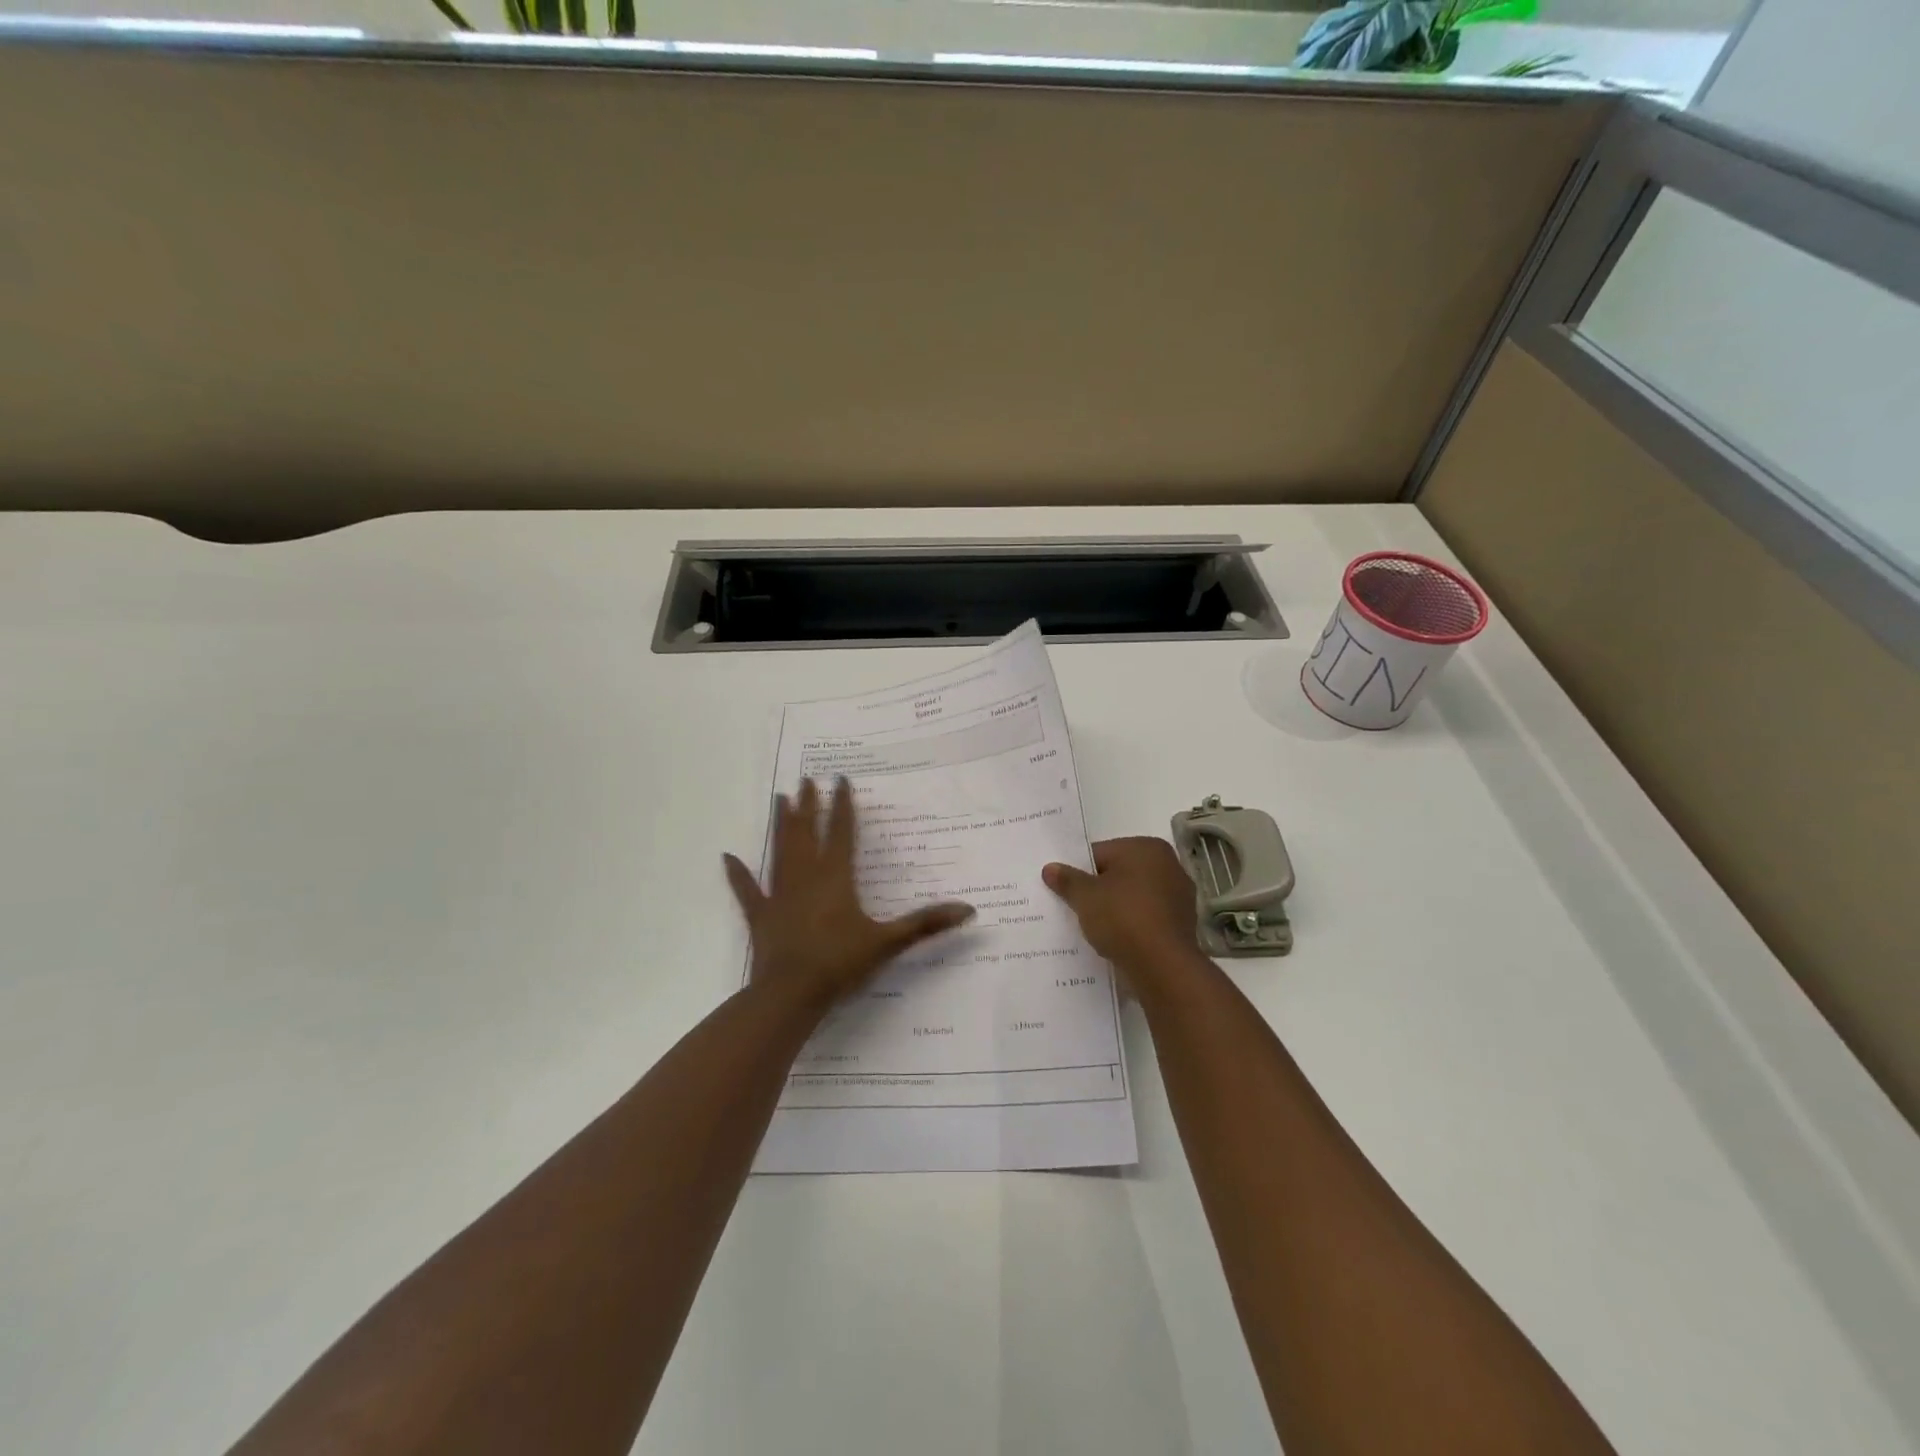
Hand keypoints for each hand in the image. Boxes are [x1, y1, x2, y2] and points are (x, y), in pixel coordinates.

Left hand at [724, 777, 974, 1012]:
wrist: (791, 993)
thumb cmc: (840, 963)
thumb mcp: (888, 942)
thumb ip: (926, 924)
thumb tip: (969, 910)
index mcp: (835, 877)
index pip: (840, 831)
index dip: (842, 805)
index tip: (840, 779)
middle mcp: (805, 876)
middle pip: (806, 832)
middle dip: (808, 805)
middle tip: (806, 779)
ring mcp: (779, 894)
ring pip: (780, 850)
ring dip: (781, 824)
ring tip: (780, 798)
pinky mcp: (761, 915)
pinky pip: (747, 890)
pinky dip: (738, 874)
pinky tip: (727, 857)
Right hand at [1043, 837, 1198, 980]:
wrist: (1163, 967)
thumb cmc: (1123, 918)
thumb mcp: (1085, 897)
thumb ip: (1067, 880)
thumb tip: (1050, 868)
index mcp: (1146, 847)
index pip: (1101, 853)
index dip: (1079, 872)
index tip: (1066, 891)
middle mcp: (1169, 865)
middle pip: (1120, 874)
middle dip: (1099, 890)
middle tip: (1076, 908)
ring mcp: (1179, 896)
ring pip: (1134, 897)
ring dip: (1116, 909)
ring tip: (1094, 928)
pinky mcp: (1182, 925)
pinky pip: (1147, 918)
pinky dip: (1132, 926)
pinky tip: (1116, 941)